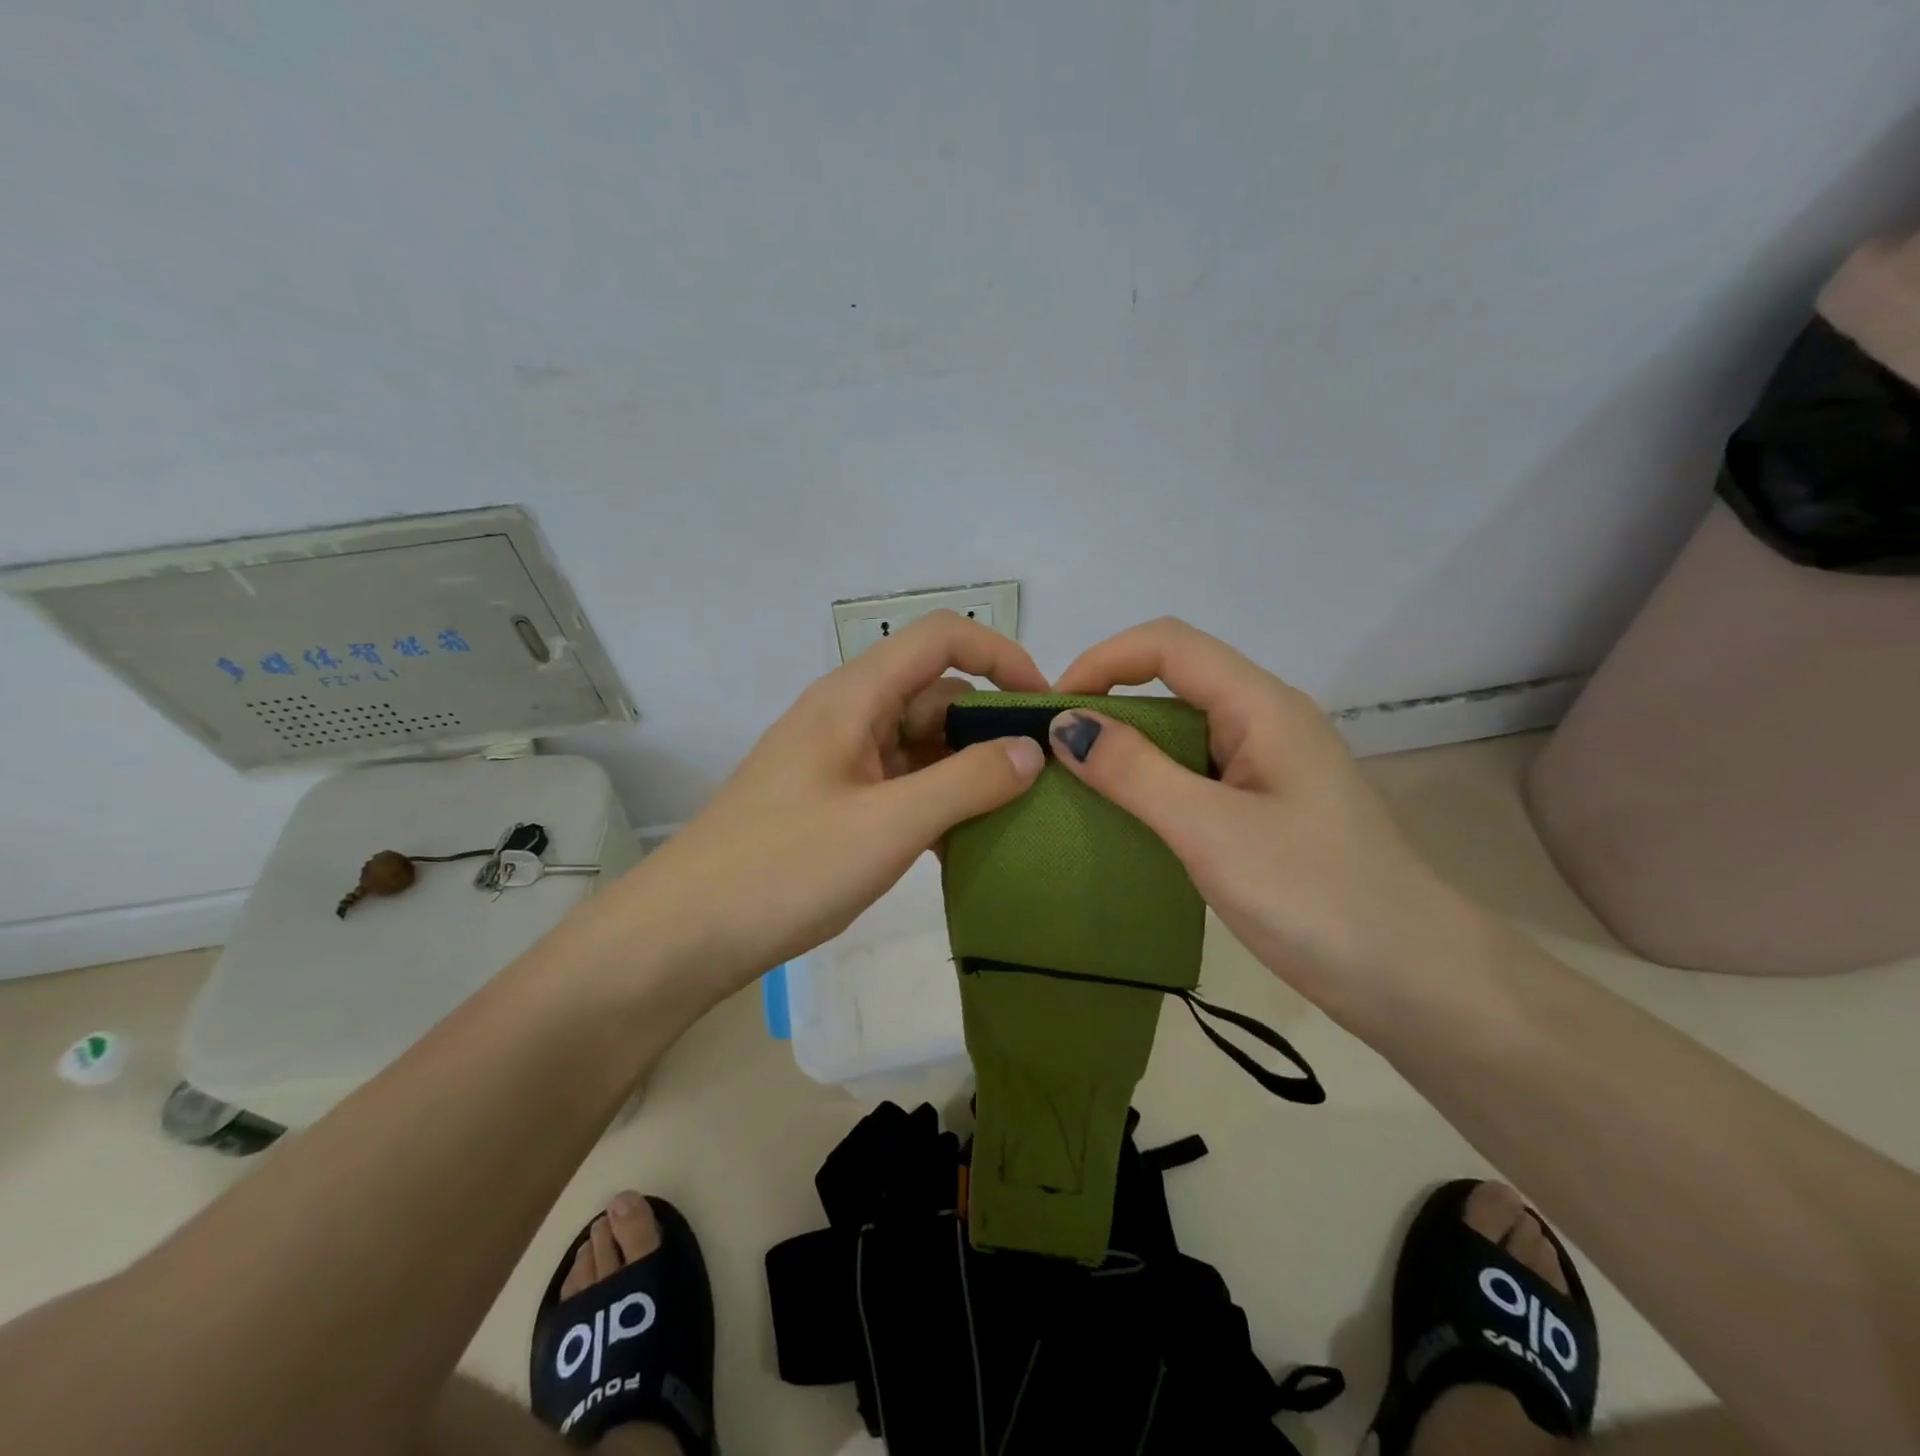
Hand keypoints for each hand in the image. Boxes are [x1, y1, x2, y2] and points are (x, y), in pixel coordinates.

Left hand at [620, 611, 1047, 993]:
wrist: (685, 933)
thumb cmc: (785, 868)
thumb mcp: (887, 826)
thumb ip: (967, 782)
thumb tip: (1032, 750)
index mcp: (855, 697)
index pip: (942, 638)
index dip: (1001, 656)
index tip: (1044, 707)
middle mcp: (848, 715)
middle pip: (936, 694)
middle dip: (991, 727)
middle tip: (1043, 779)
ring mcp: (839, 759)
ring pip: (921, 744)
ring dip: (967, 771)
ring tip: (1015, 817)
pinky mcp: (834, 800)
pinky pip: (901, 783)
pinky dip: (937, 802)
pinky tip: (963, 845)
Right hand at [1049, 618, 1485, 1022]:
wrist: (1415, 979)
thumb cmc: (1314, 896)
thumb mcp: (1211, 831)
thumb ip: (1135, 772)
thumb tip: (1066, 724)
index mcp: (1262, 706)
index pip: (1169, 645)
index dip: (1103, 659)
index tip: (1053, 708)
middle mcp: (1268, 720)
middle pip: (1176, 678)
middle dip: (1110, 699)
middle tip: (1055, 749)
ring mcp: (1271, 765)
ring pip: (1185, 727)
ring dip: (1129, 743)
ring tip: (1078, 781)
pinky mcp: (1269, 805)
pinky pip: (1198, 770)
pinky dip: (1153, 779)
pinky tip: (1128, 815)